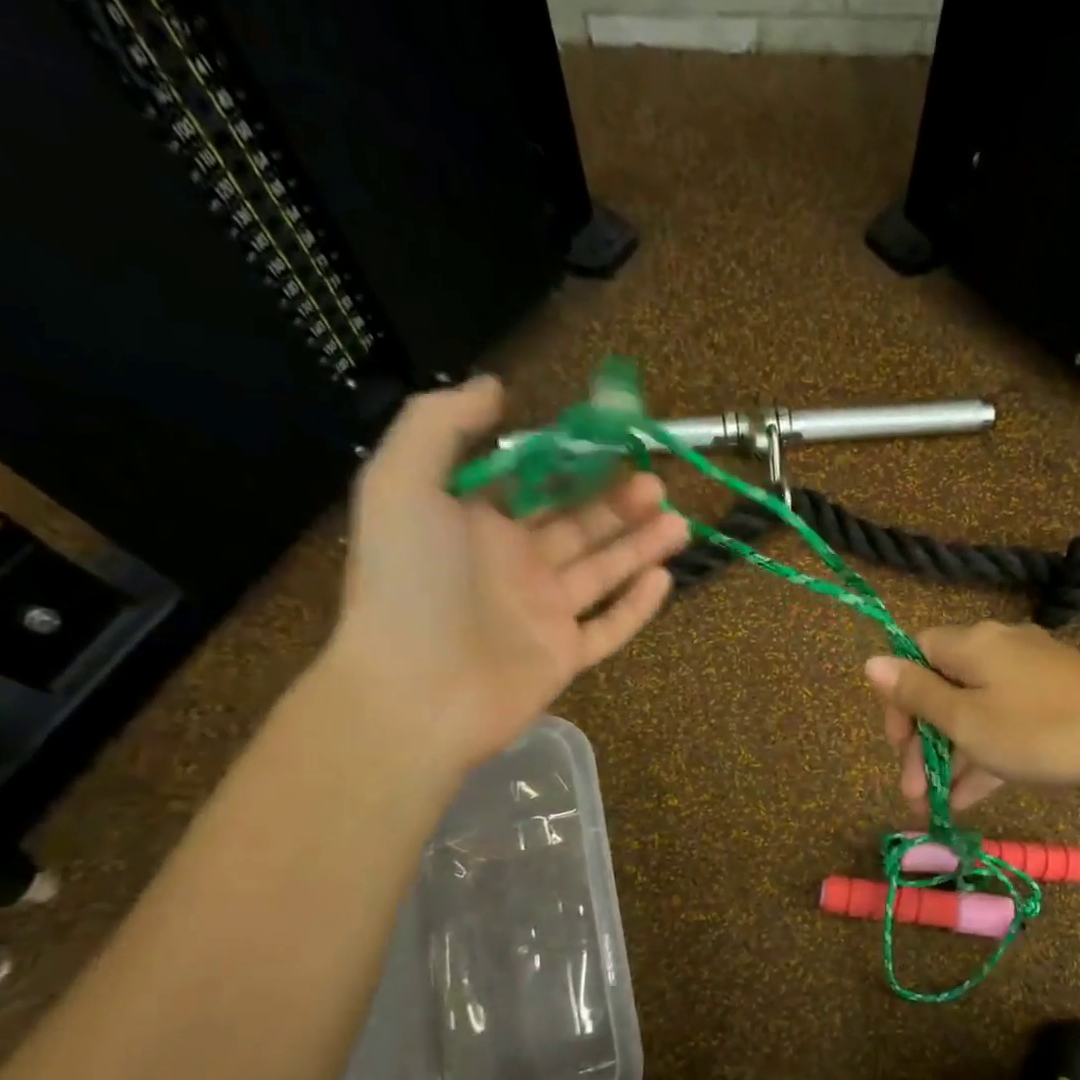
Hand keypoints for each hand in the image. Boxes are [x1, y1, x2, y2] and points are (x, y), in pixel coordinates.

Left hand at [326, 375, 688, 767]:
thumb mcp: (402, 482)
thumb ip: (440, 424)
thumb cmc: (410, 582)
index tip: (613, 442)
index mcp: (475, 524)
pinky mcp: (563, 657)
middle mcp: (512, 566)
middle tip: (656, 483)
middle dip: (617, 503)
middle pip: (577, 526)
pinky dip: (637, 607)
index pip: (533, 485)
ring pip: (601, 573)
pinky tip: (663, 579)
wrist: (415, 692)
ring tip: (678, 522)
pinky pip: (608, 628)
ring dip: (639, 546)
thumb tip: (496, 388)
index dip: (572, 463)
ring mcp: (541, 615)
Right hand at [863, 621, 1079, 811]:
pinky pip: (1008, 722)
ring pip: (976, 711)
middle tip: (913, 790)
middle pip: (944, 687)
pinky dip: (987, 754)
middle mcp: (1000, 648)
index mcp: (972, 643)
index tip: (898, 745)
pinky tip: (973, 797)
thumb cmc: (1038, 731)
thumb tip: (870, 661)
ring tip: (937, 806)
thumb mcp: (965, 720)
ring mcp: (1034, 674)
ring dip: (952, 757)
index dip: (898, 699)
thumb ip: (916, 693)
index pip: (915, 654)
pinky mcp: (1059, 699)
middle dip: (923, 742)